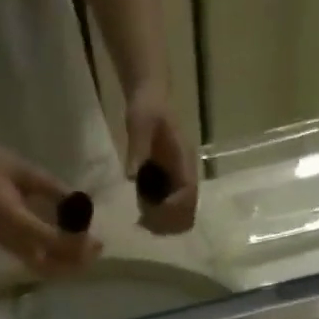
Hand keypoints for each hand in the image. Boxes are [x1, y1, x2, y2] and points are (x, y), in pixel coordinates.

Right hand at [0, 136, 101, 273]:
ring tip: (86, 250)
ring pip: (44, 270)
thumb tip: (78, 202)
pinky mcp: (8, 246)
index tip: (96, 237)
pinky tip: (67, 246)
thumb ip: (50, 188)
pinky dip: (56, 261)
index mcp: (14, 220)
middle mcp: (12, 241)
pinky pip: (37, 263)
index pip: (53, 242)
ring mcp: (9, 247)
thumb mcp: (22, 169)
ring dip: (67, 266)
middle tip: (97, 247)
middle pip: (51, 268)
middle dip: (77, 263)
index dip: (78, 244)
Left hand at [125, 86, 198, 235]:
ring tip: (141, 216)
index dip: (173, 209)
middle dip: (168, 221)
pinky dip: (158, 216)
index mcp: (184, 161)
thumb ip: (137, 148)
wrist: (149, 96)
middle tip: (144, 220)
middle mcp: (186, 175)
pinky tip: (142, 208)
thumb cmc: (146, 106)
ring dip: (163, 222)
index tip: (151, 210)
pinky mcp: (171, 184)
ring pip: (180, 216)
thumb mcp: (139, 122)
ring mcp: (180, 182)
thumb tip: (131, 176)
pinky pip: (171, 210)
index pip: (188, 195)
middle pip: (188, 213)